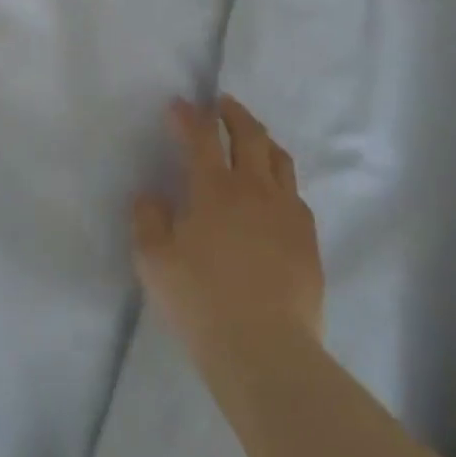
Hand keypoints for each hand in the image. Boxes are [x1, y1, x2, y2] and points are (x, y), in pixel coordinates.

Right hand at [132, 96, 324, 373]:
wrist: (266, 352)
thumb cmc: (201, 302)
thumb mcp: (154, 262)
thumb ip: (147, 220)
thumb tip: (150, 195)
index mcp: (214, 188)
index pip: (201, 136)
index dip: (188, 115)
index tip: (179, 104)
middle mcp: (254, 188)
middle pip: (249, 134)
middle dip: (233, 113)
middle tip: (222, 104)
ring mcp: (287, 212)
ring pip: (279, 159)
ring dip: (262, 139)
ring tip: (253, 137)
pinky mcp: (308, 239)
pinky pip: (296, 194)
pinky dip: (281, 180)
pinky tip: (276, 192)